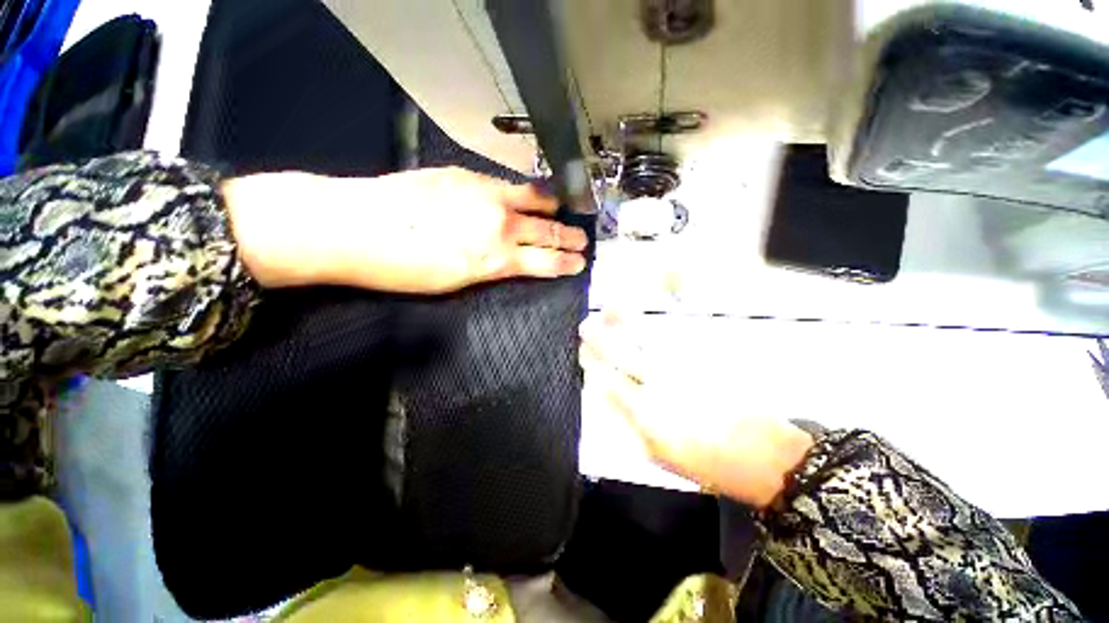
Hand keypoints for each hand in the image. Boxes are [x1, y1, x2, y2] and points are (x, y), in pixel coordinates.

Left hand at [223, 167, 587, 292]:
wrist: (353, 225)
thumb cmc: (401, 268)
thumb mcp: (454, 282)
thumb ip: (489, 268)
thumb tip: (509, 261)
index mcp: (496, 259)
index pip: (545, 262)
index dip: (565, 263)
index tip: (580, 263)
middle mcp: (499, 225)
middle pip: (546, 230)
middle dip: (568, 236)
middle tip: (582, 238)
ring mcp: (485, 195)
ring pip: (532, 199)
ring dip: (551, 205)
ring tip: (563, 206)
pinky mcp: (466, 175)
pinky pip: (506, 183)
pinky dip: (523, 190)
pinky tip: (526, 191)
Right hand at [578, 313, 813, 508]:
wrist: (764, 454)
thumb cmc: (704, 461)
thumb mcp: (655, 452)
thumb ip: (624, 419)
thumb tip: (600, 390)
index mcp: (646, 412)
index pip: (607, 378)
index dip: (590, 362)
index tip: (582, 352)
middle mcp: (661, 381)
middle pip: (620, 351)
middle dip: (598, 336)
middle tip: (586, 325)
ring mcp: (684, 363)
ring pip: (645, 333)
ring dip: (623, 318)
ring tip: (609, 307)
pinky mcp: (707, 355)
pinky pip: (674, 330)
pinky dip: (655, 319)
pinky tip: (645, 316)